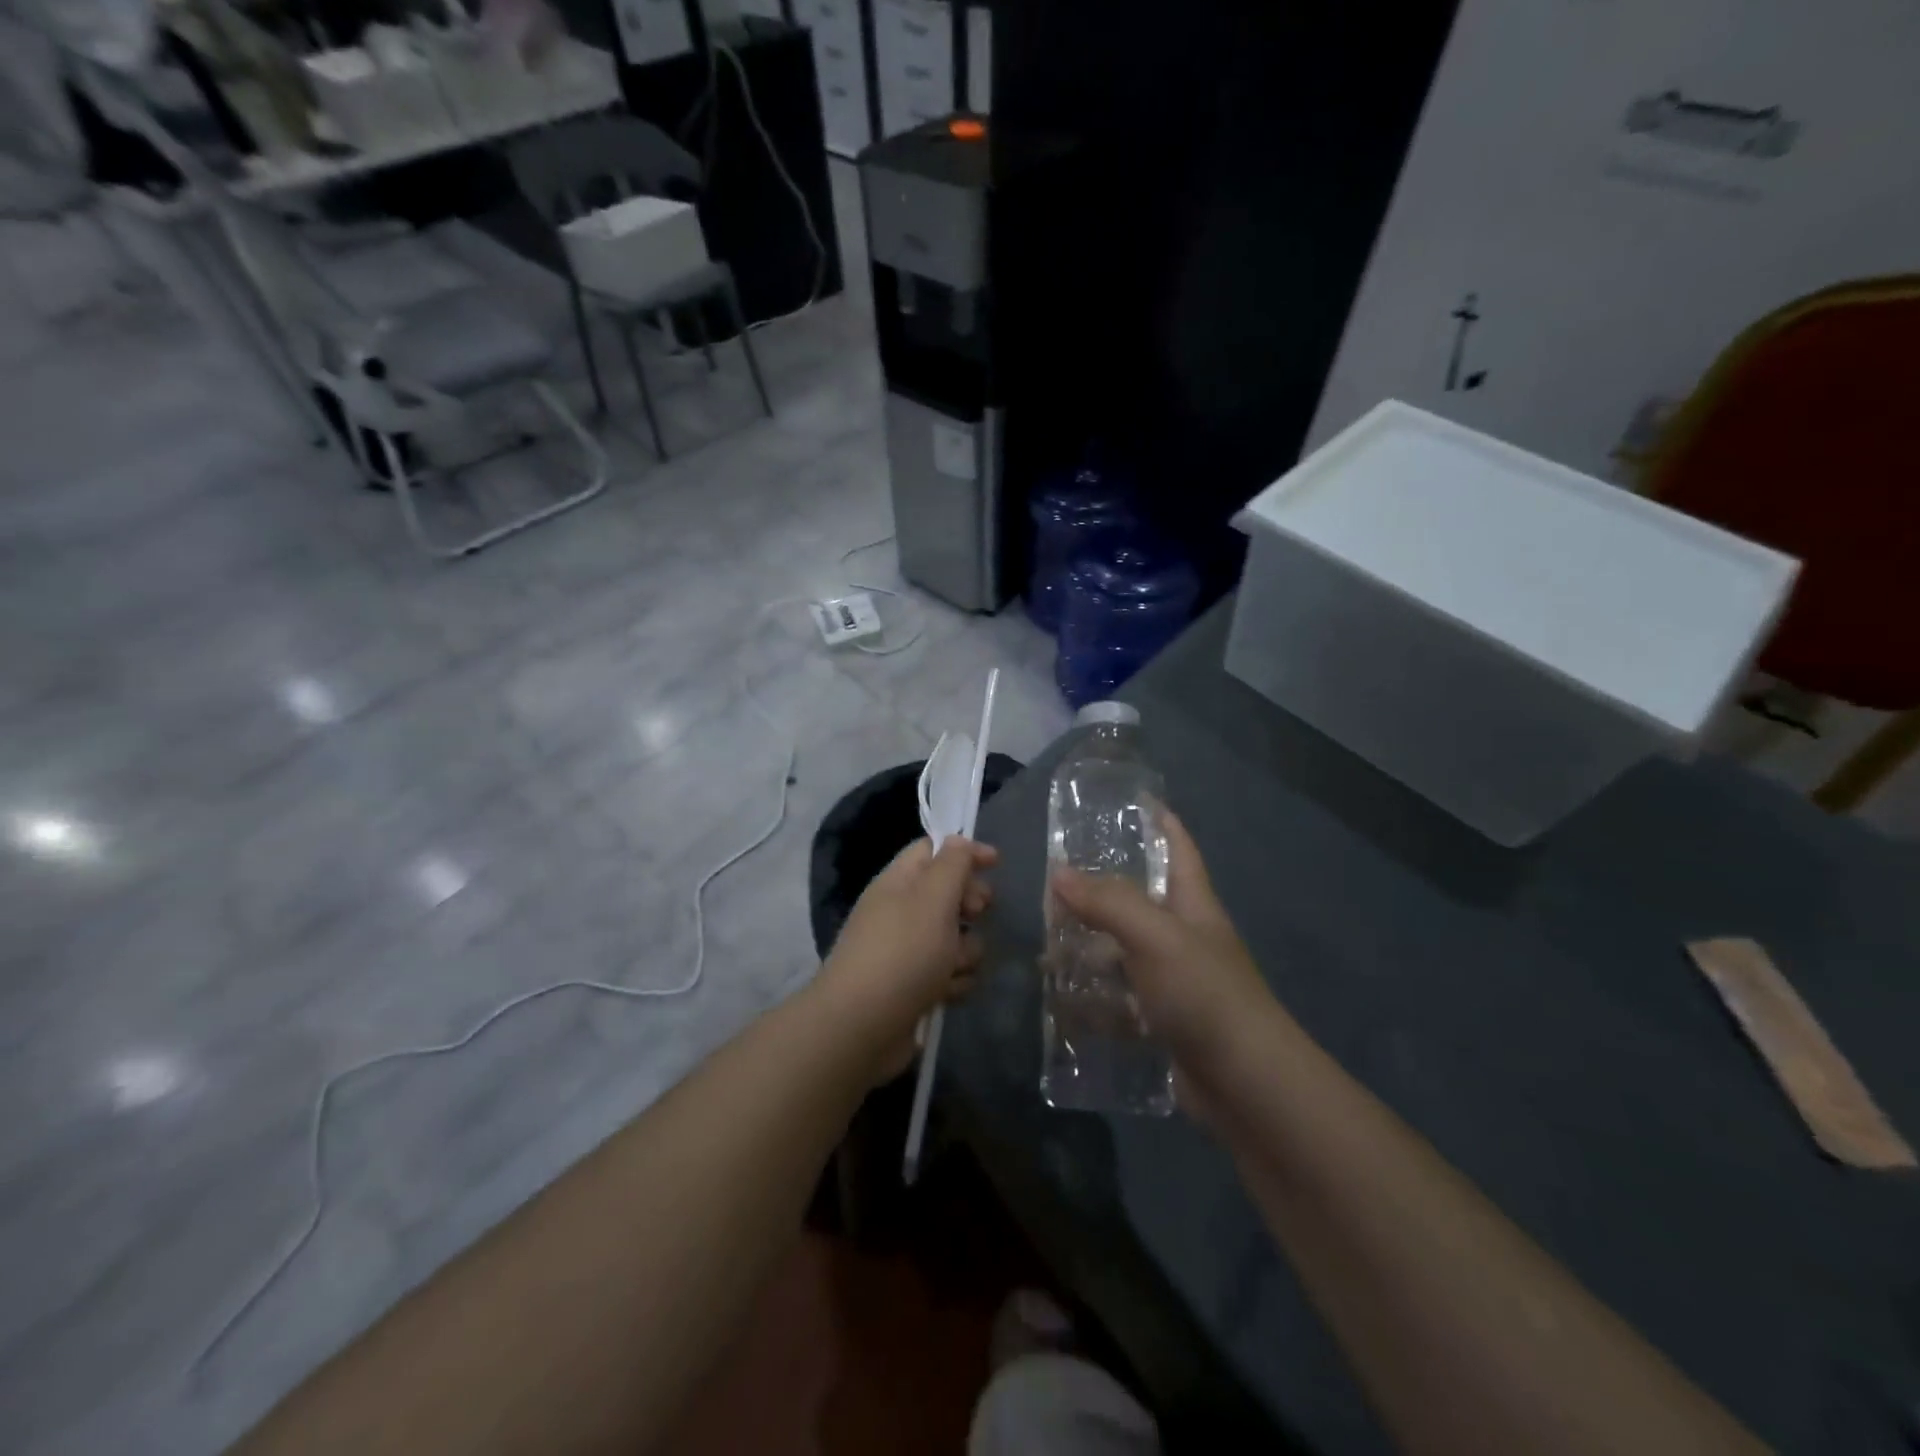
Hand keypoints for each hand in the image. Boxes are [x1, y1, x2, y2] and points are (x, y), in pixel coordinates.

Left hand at [818, 837, 997, 1064]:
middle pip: (947, 894)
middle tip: (976, 913)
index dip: (964, 851)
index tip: (996, 862)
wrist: (861, 1026)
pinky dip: (953, 981)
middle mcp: (900, 911)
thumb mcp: (933, 898)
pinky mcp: (913, 987)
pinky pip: (947, 973)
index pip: (932, 850)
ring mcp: (905, 952)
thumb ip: (952, 864)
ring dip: (966, 950)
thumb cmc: (903, 952)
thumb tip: (958, 841)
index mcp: (899, 882)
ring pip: (954, 938)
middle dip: (970, 903)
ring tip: (955, 965)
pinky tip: (948, 993)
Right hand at [1049, 812, 1271, 1076]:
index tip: (1131, 799)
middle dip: (1099, 889)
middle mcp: (1184, 936)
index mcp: (1192, 904)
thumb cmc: (1205, 994)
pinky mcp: (1163, 1021)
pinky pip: (1120, 999)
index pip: (1177, 847)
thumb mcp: (1155, 937)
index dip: (1159, 819)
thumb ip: (1108, 902)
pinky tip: (1061, 999)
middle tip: (1054, 881)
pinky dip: (1093, 997)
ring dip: (1088, 947)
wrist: (1247, 1086)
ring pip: (1123, 951)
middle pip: (1139, 899)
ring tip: (1045, 945)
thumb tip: (1060, 873)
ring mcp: (1174, 981)